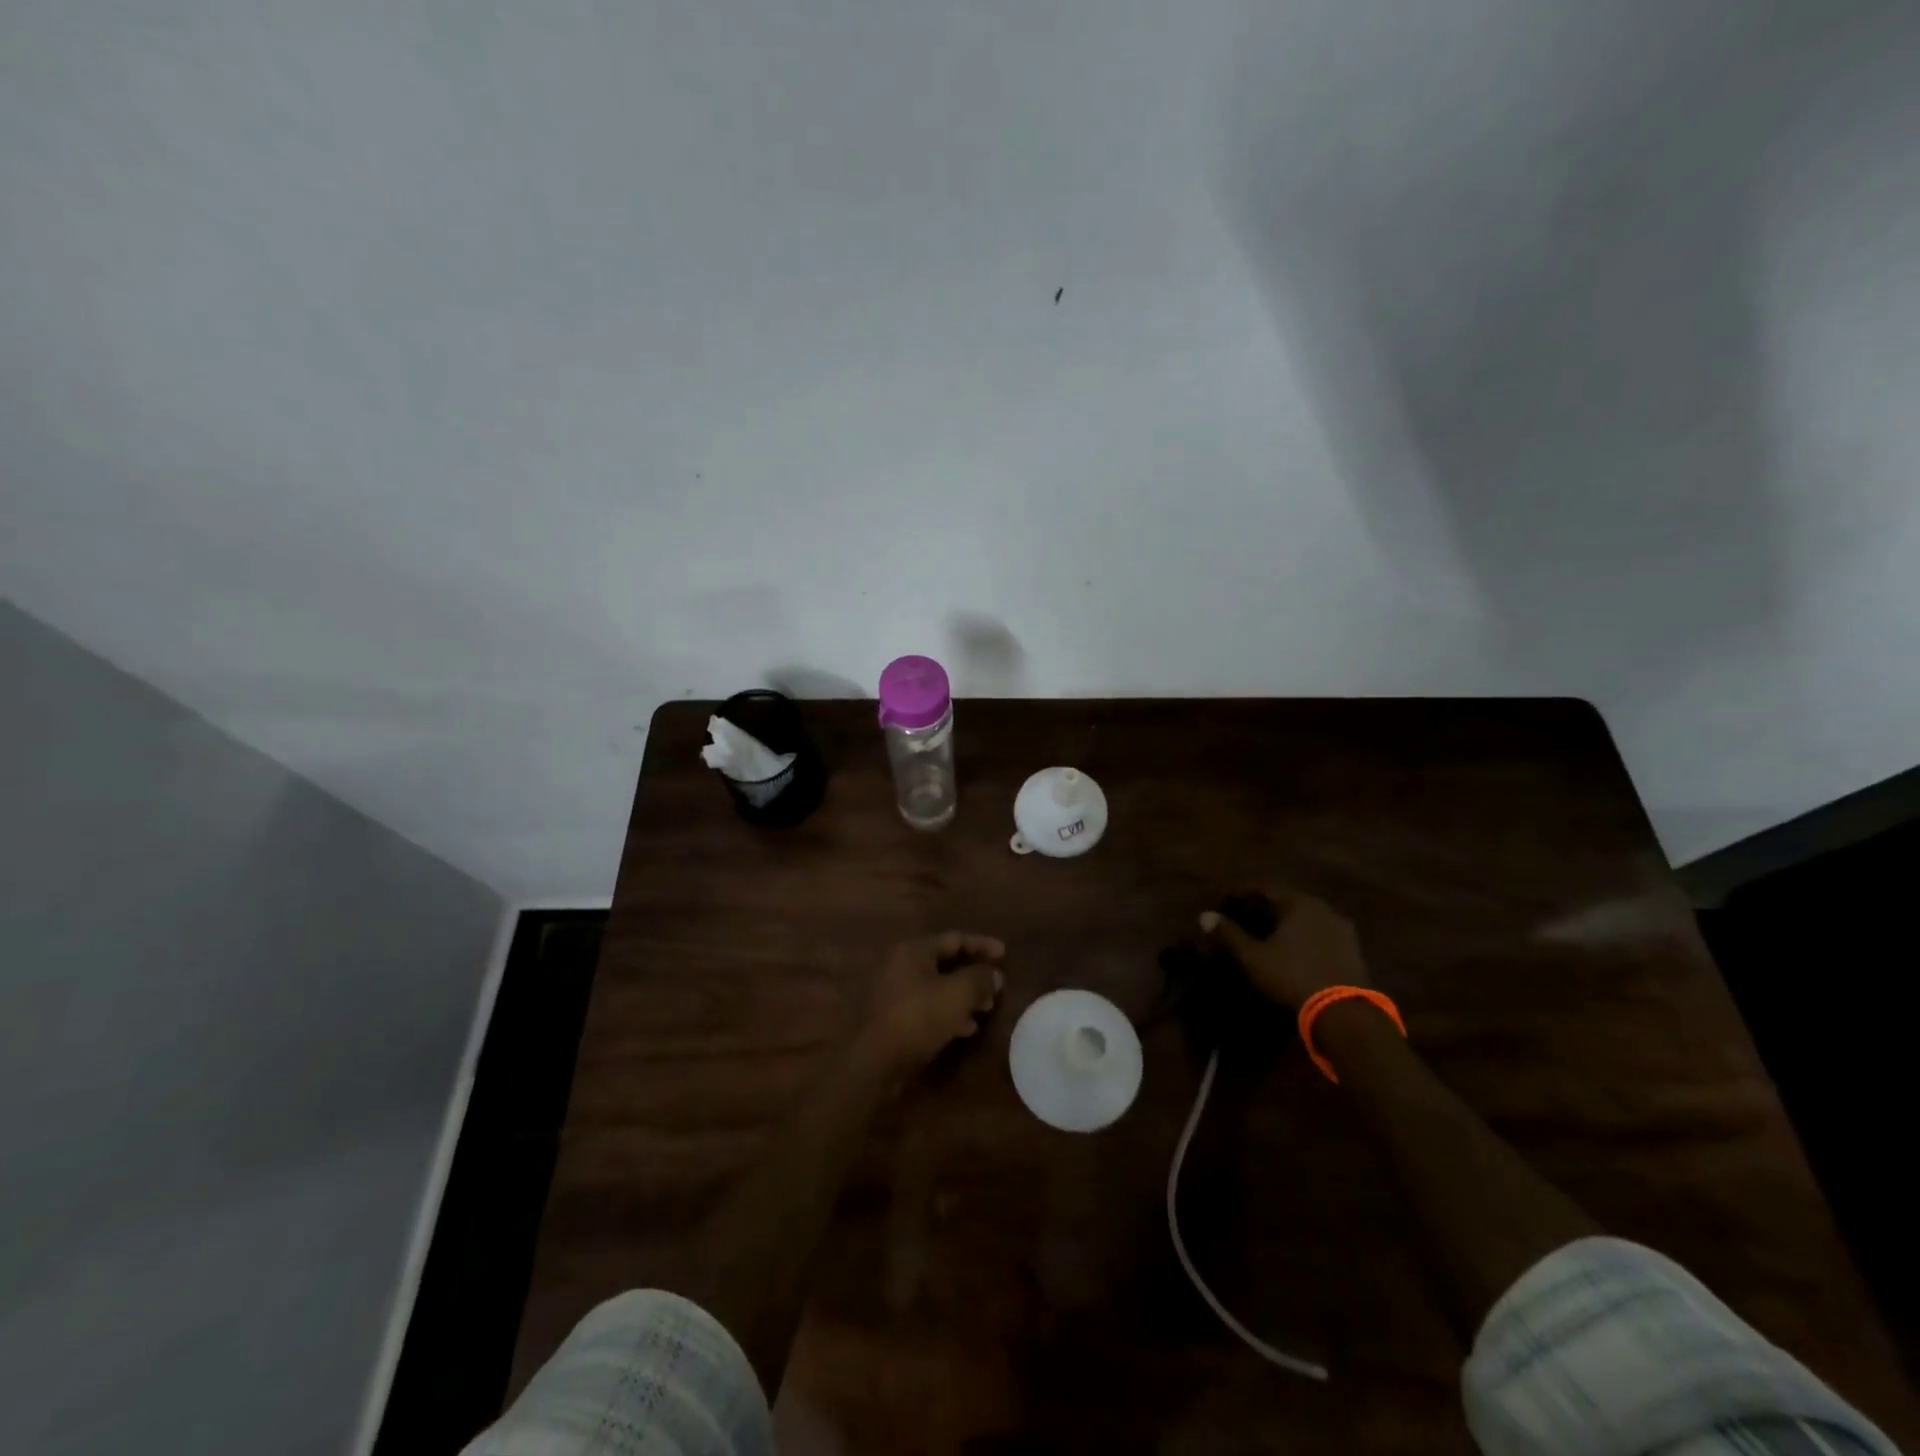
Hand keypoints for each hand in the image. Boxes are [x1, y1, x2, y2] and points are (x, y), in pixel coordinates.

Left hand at [855, 932, 1005, 1077]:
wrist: (875, 1061)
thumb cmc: (919, 1017)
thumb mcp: (958, 994)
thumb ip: (980, 979)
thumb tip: (995, 974)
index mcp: (914, 950)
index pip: (955, 939)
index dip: (982, 945)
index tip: (1005, 953)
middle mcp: (902, 964)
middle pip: (946, 962)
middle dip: (974, 975)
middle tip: (996, 988)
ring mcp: (895, 991)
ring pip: (938, 986)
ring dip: (963, 995)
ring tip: (985, 1009)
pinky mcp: (894, 1016)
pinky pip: (928, 1006)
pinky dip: (948, 1012)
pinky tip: (965, 1028)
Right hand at [1199, 886, 1368, 1010]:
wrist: (1344, 1013)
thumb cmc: (1292, 976)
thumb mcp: (1253, 957)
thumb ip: (1229, 934)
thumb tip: (1204, 916)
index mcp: (1298, 903)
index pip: (1264, 888)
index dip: (1241, 893)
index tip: (1225, 901)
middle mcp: (1323, 908)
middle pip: (1287, 901)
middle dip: (1264, 907)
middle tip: (1244, 917)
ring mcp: (1341, 929)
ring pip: (1305, 917)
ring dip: (1285, 922)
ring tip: (1267, 934)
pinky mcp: (1353, 950)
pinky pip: (1320, 933)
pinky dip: (1303, 936)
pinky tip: (1293, 950)